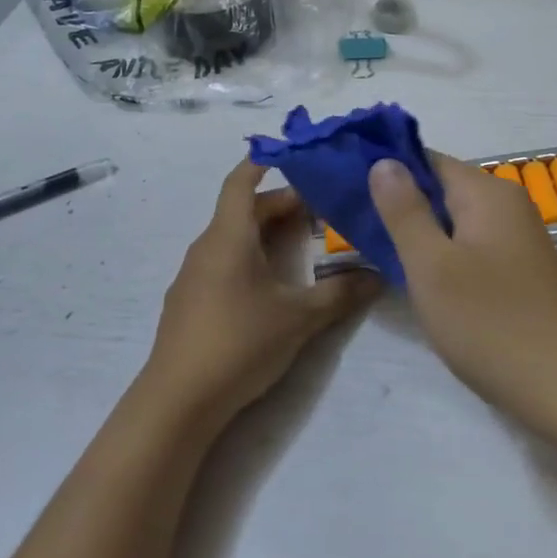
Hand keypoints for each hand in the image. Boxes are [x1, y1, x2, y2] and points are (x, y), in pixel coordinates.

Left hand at [140, 159, 380, 434]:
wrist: (177, 402)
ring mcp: (193, 275)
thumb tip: (379, 275)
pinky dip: (249, 258)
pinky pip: (222, 262)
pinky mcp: (189, 302)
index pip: (241, 181)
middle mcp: (206, 247)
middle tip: (321, 211)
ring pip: (232, 238)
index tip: (293, 155)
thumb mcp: (299, 318)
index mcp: (228, 236)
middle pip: (243, 210)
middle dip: (281, 205)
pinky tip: (271, 285)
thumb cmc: (239, 343)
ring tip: (302, 245)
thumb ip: (341, 293)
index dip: (264, 161)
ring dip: (265, 234)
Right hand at [369, 153, 556, 425]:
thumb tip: (384, 161)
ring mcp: (519, 237)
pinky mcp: (521, 268)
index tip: (349, 190)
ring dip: (421, 232)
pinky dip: (445, 254)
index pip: (428, 160)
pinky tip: (424, 279)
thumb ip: (405, 210)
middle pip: (443, 188)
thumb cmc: (489, 323)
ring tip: (380, 253)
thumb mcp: (431, 265)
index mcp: (488, 193)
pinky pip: (473, 244)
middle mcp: (508, 204)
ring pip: (456, 220)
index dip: (388, 170)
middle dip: (402, 204)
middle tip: (358, 228)